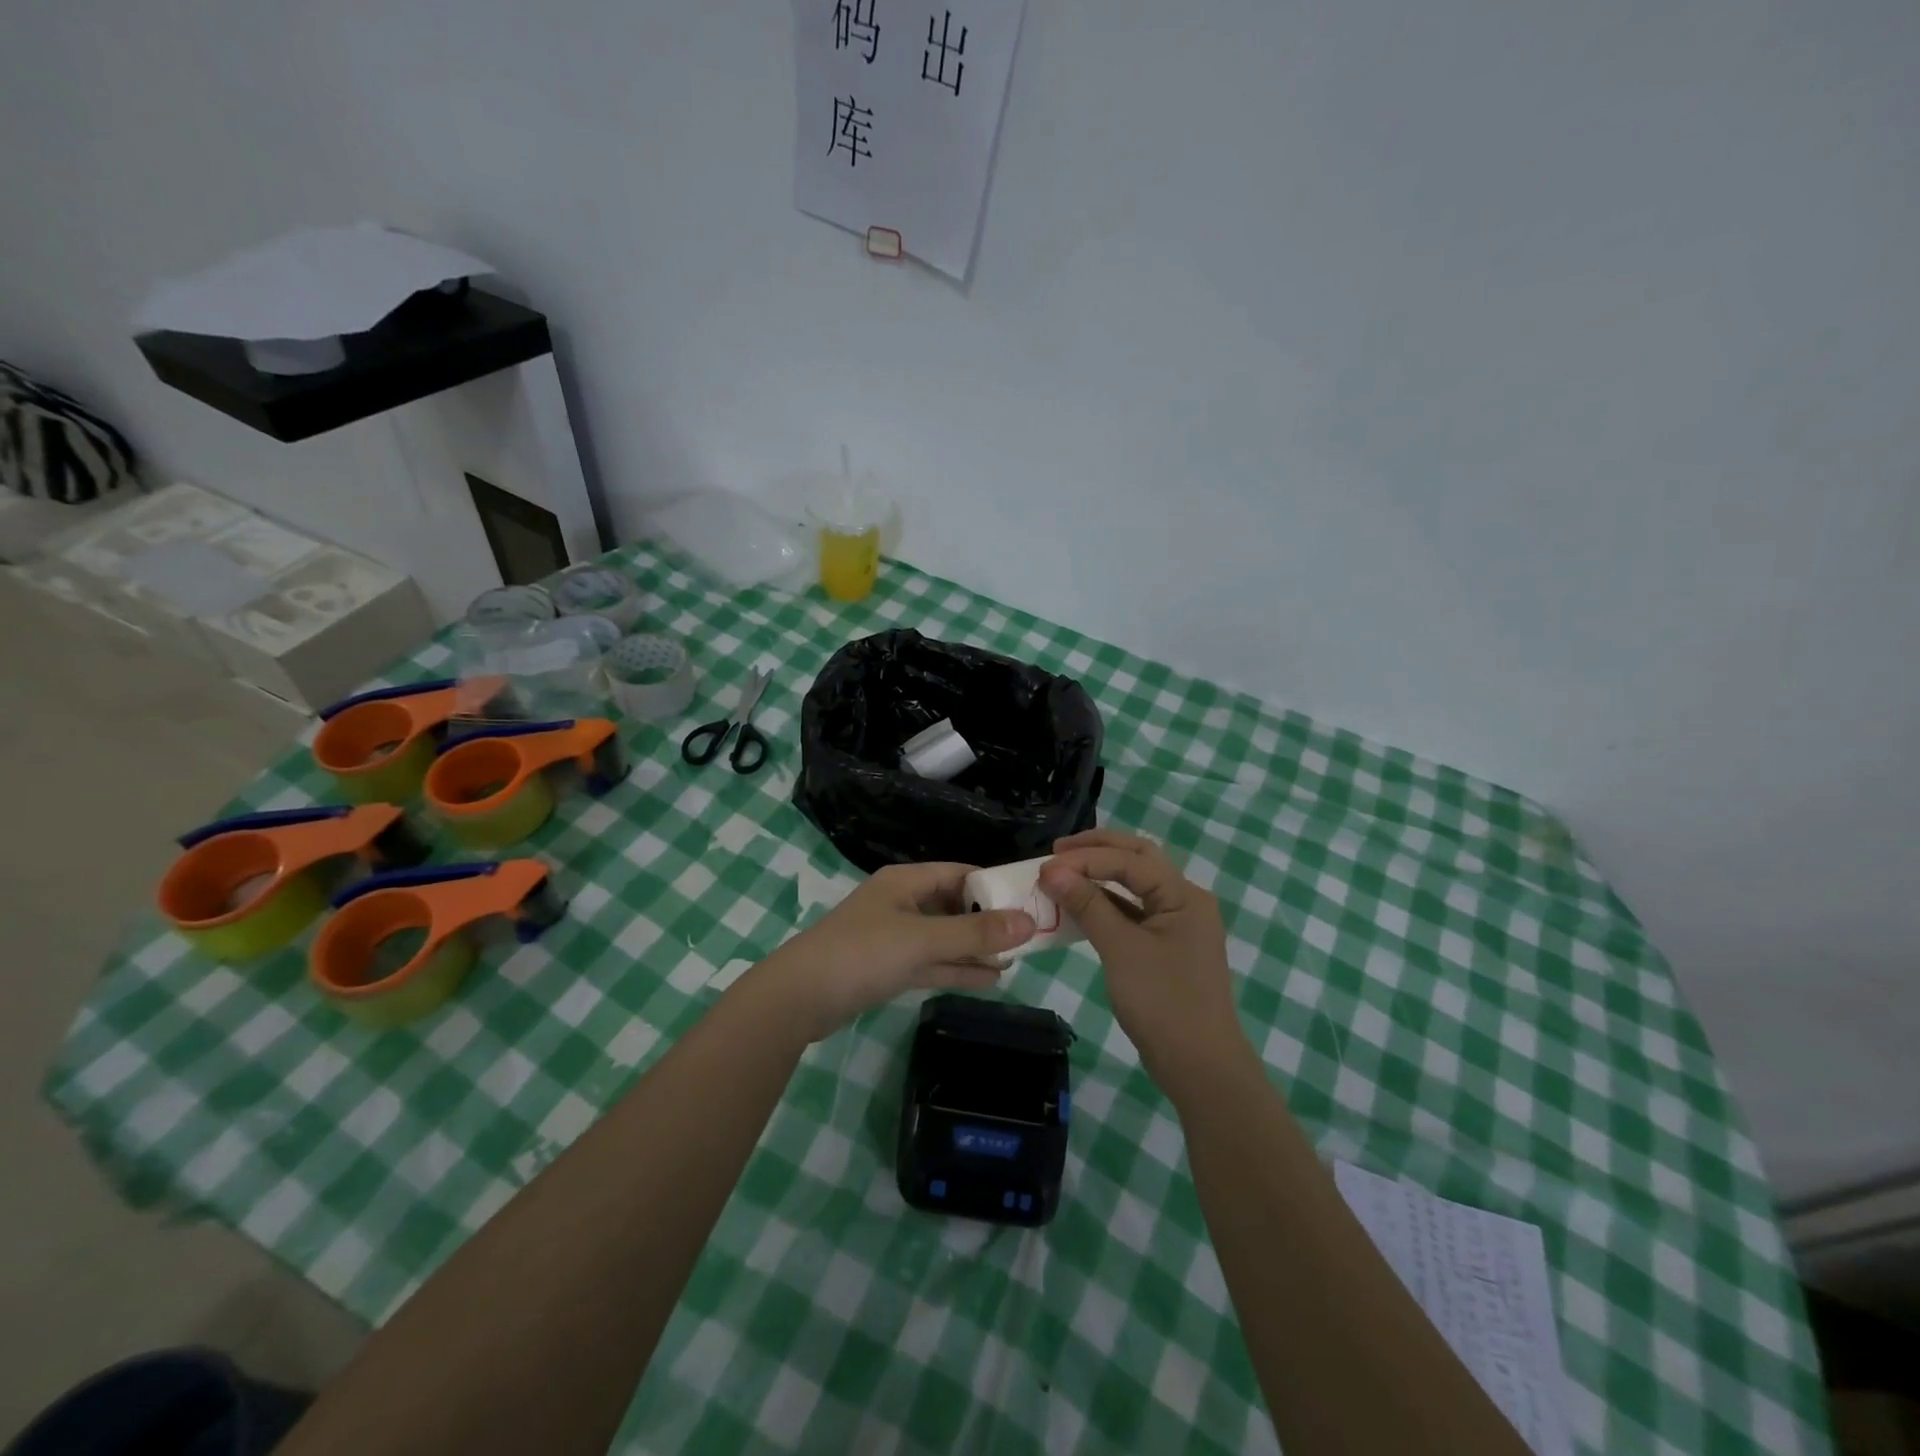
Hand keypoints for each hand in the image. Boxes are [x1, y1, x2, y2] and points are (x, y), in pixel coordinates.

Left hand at [759, 862, 1034, 1039]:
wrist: (799, 999)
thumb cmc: (862, 954)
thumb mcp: (923, 940)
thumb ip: (975, 933)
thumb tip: (1028, 921)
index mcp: (905, 882)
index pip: (959, 873)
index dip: (993, 884)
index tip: (1029, 900)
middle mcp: (901, 903)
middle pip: (953, 905)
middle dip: (988, 920)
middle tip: (1030, 934)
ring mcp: (893, 937)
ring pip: (944, 938)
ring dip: (976, 948)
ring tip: (1017, 958)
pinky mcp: (887, 968)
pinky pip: (931, 962)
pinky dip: (957, 969)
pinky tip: (990, 979)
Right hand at [1040, 829, 1247, 1097]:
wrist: (1200, 1067)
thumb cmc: (1163, 1002)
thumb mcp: (1121, 949)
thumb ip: (1088, 904)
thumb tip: (1051, 870)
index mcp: (1183, 894)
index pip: (1130, 859)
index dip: (1085, 858)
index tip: (1045, 865)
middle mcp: (1184, 900)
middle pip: (1138, 859)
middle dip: (1097, 851)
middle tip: (1056, 852)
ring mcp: (1177, 924)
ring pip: (1135, 885)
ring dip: (1099, 876)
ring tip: (1062, 874)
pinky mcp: (1166, 946)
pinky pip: (1133, 911)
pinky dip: (1106, 904)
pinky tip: (1079, 907)